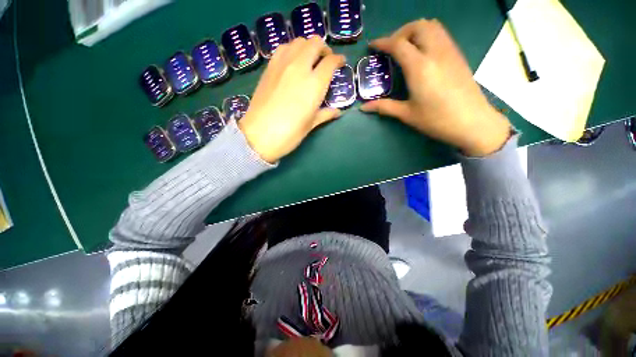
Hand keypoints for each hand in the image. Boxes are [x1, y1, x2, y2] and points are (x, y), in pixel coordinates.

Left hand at [238, 37, 345, 162]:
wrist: (259, 135)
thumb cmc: (289, 133)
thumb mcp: (310, 125)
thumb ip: (325, 114)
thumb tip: (337, 112)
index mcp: (314, 85)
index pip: (330, 62)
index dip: (338, 60)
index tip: (340, 63)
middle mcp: (299, 68)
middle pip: (315, 43)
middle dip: (324, 49)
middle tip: (325, 60)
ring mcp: (282, 65)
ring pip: (298, 42)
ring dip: (307, 47)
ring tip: (309, 60)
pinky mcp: (269, 68)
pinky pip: (283, 48)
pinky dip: (292, 50)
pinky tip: (292, 63)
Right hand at [360, 19, 510, 156]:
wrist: (473, 122)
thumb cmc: (437, 120)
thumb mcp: (406, 114)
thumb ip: (384, 107)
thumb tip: (363, 107)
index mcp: (420, 67)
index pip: (398, 44)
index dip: (383, 42)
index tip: (372, 46)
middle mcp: (436, 52)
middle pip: (417, 26)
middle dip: (400, 32)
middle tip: (391, 48)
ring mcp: (450, 51)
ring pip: (432, 26)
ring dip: (415, 31)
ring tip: (406, 47)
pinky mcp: (458, 55)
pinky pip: (441, 34)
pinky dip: (428, 35)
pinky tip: (422, 53)